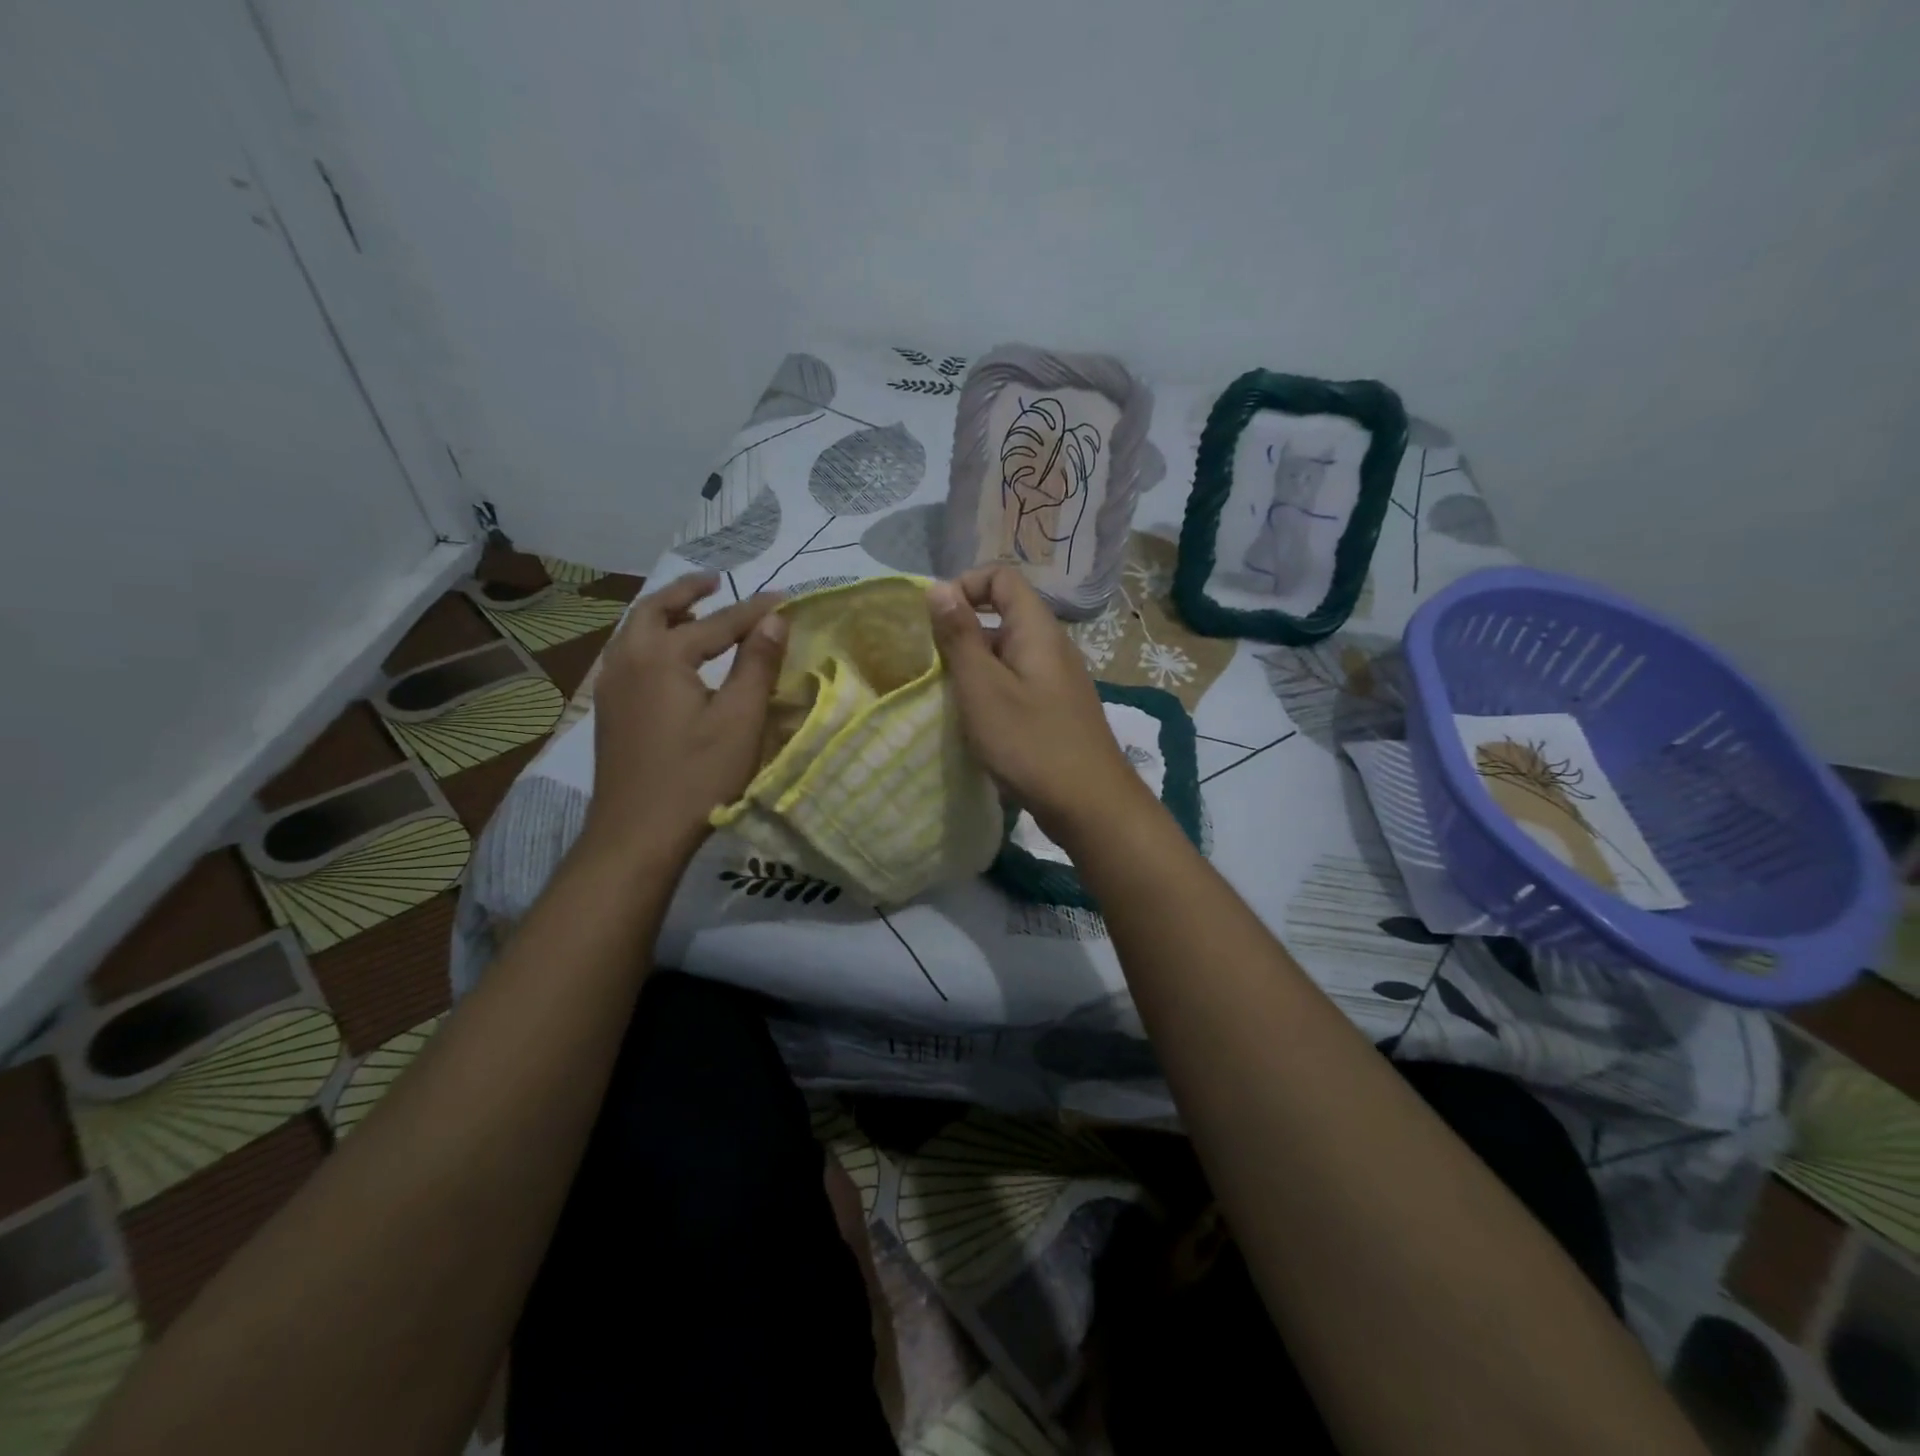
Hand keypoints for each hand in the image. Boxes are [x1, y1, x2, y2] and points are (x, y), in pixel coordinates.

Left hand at [582, 573, 787, 864]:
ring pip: (634, 632)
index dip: (754, 611)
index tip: (784, 597)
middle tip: (715, 582)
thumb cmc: (696, 778)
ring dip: (665, 615)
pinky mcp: (608, 711)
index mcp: (661, 657)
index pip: (718, 624)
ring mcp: (610, 687)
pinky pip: (628, 656)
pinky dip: (650, 641)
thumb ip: (757, 665)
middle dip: (686, 592)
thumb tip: (775, 619)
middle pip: (654, 610)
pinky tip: (670, 662)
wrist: (635, 835)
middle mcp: (627, 660)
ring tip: (694, 615)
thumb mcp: (739, 720)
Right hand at [927, 566, 1155, 842]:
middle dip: (962, 633)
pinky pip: (1017, 684)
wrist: (1089, 804)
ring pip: (1007, 654)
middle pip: (1002, 615)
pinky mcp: (1055, 710)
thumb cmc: (1030, 742)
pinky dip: (991, 692)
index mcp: (1037, 630)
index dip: (965, 586)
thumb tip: (939, 587)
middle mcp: (1051, 646)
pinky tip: (976, 723)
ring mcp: (1056, 680)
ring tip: (947, 698)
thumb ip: (959, 636)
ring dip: (973, 667)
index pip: (1002, 577)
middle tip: (932, 667)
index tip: (935, 622)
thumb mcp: (983, 687)